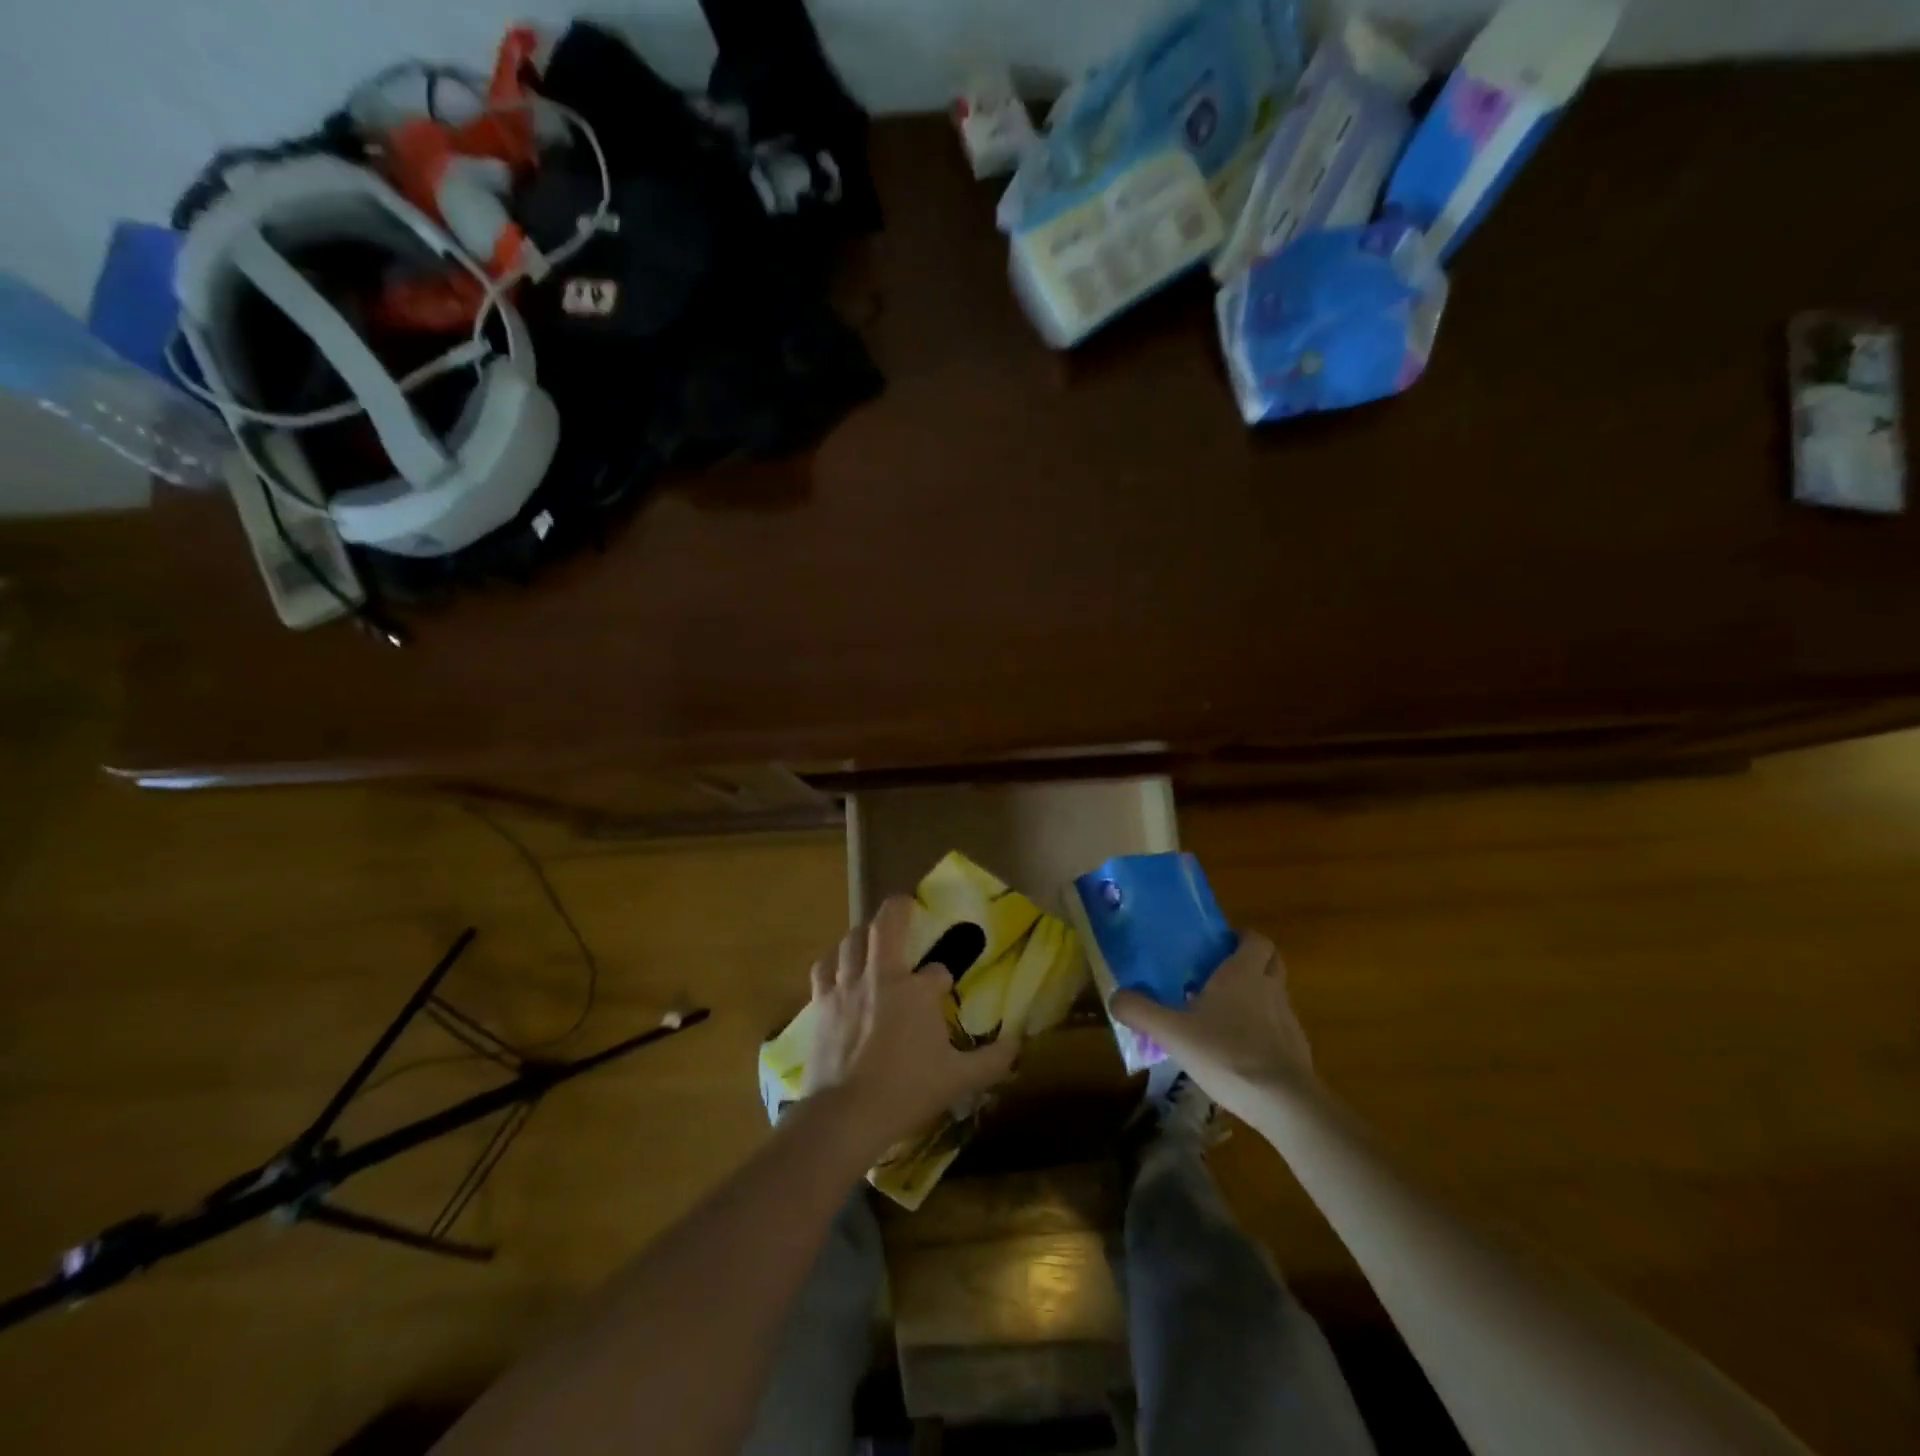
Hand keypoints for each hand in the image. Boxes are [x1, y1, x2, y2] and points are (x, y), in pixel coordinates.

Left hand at [802, 896, 1020, 1155]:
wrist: (846, 1114)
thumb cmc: (906, 1092)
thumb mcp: (959, 1079)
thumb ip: (993, 1060)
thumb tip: (1019, 1043)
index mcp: (916, 991)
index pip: (937, 971)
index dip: (943, 978)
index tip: (944, 989)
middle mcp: (880, 976)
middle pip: (886, 925)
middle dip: (898, 909)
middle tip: (905, 903)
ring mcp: (846, 987)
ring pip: (852, 940)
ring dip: (863, 933)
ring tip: (870, 936)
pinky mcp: (821, 1003)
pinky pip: (824, 967)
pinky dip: (833, 961)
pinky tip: (838, 967)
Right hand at [1109, 933, 1314, 1120]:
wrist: (1283, 1104)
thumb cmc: (1227, 1053)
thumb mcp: (1172, 1032)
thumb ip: (1141, 1011)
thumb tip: (1116, 997)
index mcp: (1243, 973)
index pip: (1255, 939)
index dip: (1241, 937)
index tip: (1220, 944)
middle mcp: (1270, 988)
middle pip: (1272, 961)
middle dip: (1252, 961)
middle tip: (1222, 971)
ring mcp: (1288, 1020)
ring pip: (1276, 994)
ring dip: (1258, 995)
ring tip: (1226, 1012)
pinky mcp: (1297, 1050)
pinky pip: (1280, 1027)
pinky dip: (1265, 1029)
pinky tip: (1241, 1049)